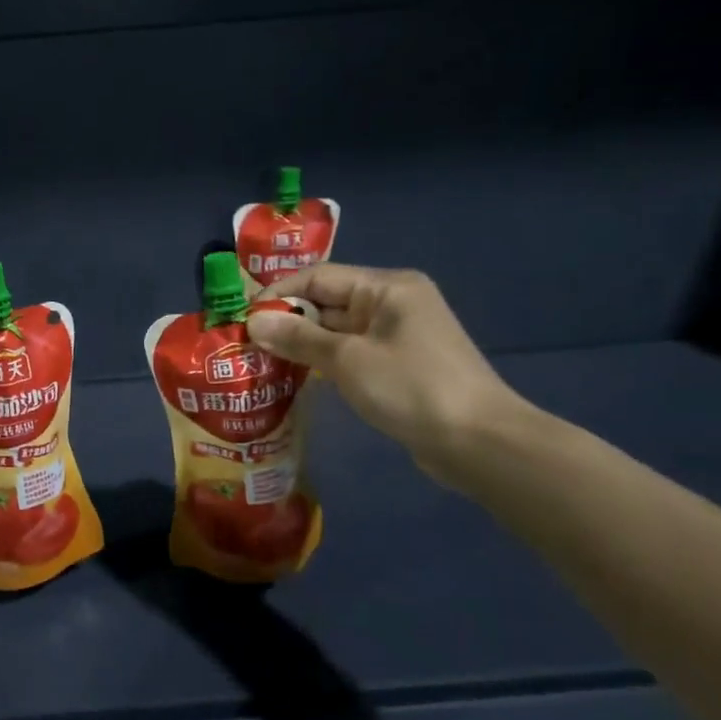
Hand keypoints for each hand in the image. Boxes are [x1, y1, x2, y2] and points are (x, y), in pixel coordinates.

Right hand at [247, 264, 525, 484]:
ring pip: (336, 330)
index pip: (318, 277)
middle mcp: (393, 302)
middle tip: (245, 343)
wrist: (479, 442)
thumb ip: (297, 337)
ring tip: (261, 360)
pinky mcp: (400, 365)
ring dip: (302, 344)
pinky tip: (295, 377)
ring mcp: (398, 335)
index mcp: (387, 287)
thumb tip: (253, 321)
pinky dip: (323, 361)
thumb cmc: (411, 388)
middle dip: (287, 321)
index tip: (242, 317)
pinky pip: (351, 352)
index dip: (277, 293)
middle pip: (327, 302)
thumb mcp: (346, 359)